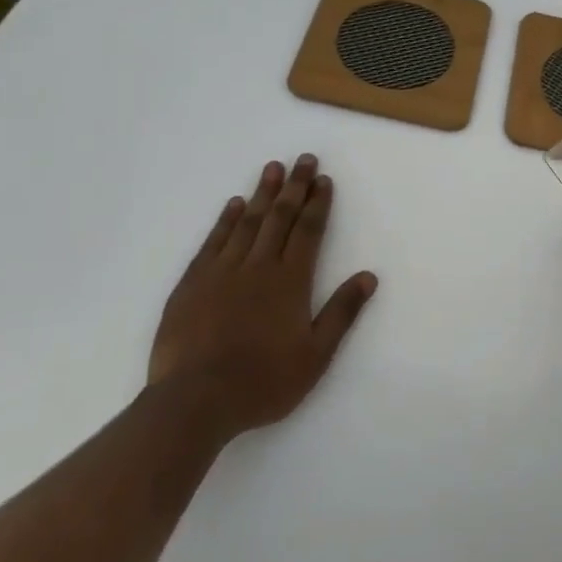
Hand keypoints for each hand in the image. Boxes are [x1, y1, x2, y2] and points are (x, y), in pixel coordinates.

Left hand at [149, 154, 376, 432]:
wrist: (194, 402)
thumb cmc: (262, 382)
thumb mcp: (315, 356)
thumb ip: (342, 313)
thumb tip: (368, 276)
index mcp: (290, 281)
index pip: (309, 231)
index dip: (318, 203)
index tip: (324, 179)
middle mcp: (258, 266)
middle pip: (280, 217)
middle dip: (295, 186)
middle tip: (304, 159)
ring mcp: (222, 271)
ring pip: (247, 222)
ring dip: (262, 193)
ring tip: (273, 168)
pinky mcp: (192, 283)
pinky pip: (213, 241)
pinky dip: (225, 220)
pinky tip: (233, 205)